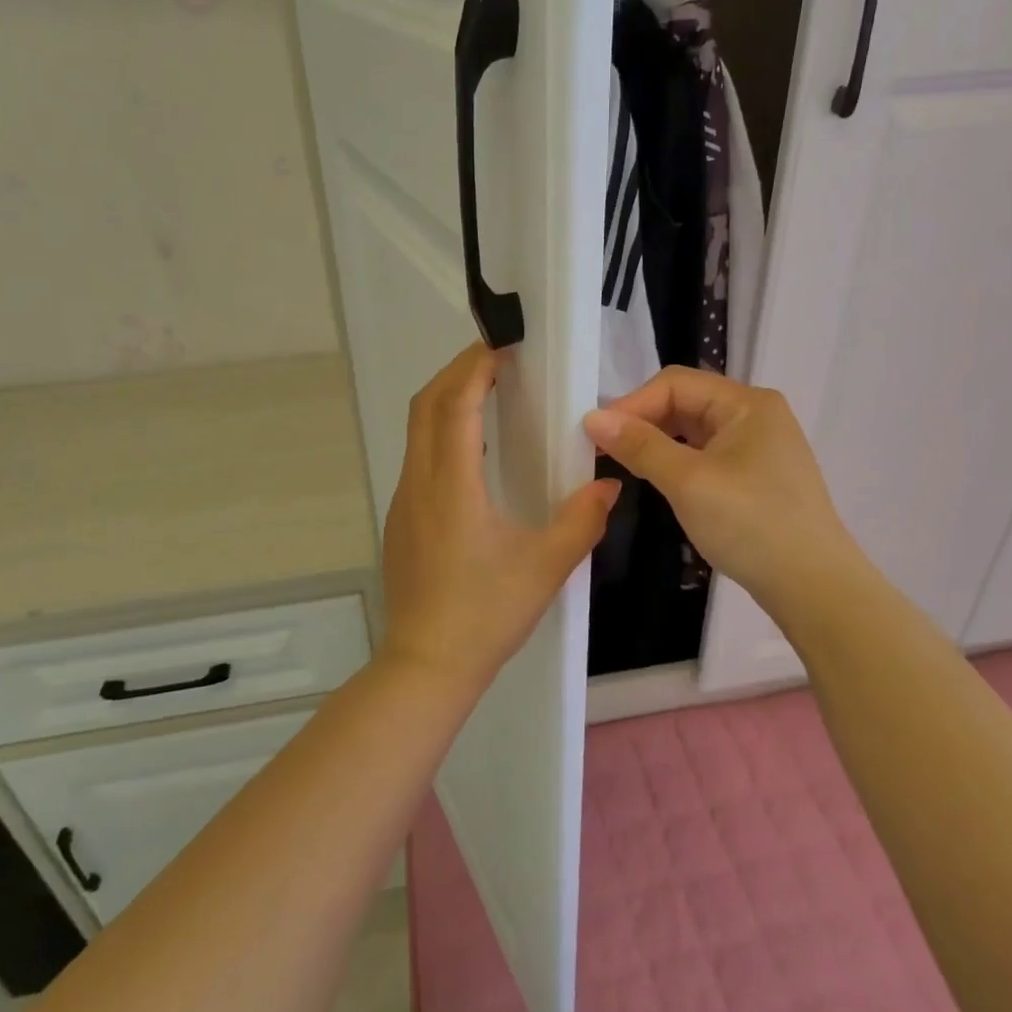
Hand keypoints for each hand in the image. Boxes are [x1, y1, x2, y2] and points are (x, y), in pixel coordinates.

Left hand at [381, 343, 620, 694]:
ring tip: (489, 394)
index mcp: (451, 485)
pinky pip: (419, 457)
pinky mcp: (402, 519)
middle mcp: (420, 482)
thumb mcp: (545, 566)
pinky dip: (442, 432)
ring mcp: (405, 500)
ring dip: (448, 401)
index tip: (503, 346)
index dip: (475, 368)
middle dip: (457, 372)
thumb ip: (582, 519)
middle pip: (426, 405)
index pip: (454, 404)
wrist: (426, 664)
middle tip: (497, 359)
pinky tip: (475, 454)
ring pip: (417, 430)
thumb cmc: (486, 613)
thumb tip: (609, 483)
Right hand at [583, 367, 867, 610]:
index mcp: (747, 403)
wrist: (814, 587)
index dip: (633, 403)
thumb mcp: (688, 482)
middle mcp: (756, 415)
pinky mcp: (757, 476)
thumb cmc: (751, 525)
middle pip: (686, 402)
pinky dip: (678, 461)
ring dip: (658, 442)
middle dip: (643, 421)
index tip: (596, 435)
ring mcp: (760, 446)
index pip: (676, 383)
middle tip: (604, 451)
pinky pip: (707, 454)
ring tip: (625, 464)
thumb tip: (593, 418)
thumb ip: (640, 445)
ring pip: (694, 430)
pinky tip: (660, 481)